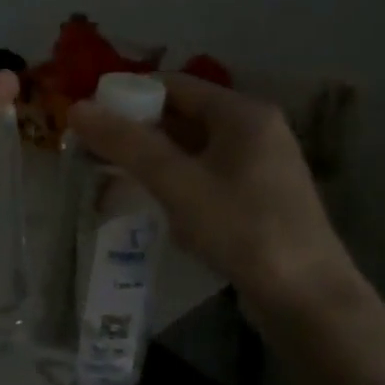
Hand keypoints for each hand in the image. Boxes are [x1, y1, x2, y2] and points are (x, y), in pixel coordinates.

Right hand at [69, 72, 362, 319]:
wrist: (307, 299)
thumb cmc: (242, 229)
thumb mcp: (177, 183)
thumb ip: (127, 144)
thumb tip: (77, 107)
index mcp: (242, 113)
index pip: (173, 85)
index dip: (128, 95)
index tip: (89, 118)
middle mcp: (255, 130)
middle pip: (182, 115)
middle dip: (137, 131)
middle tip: (94, 151)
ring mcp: (259, 165)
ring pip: (192, 148)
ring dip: (153, 159)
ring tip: (113, 178)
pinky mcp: (257, 197)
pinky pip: (205, 175)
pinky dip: (175, 181)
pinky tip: (153, 204)